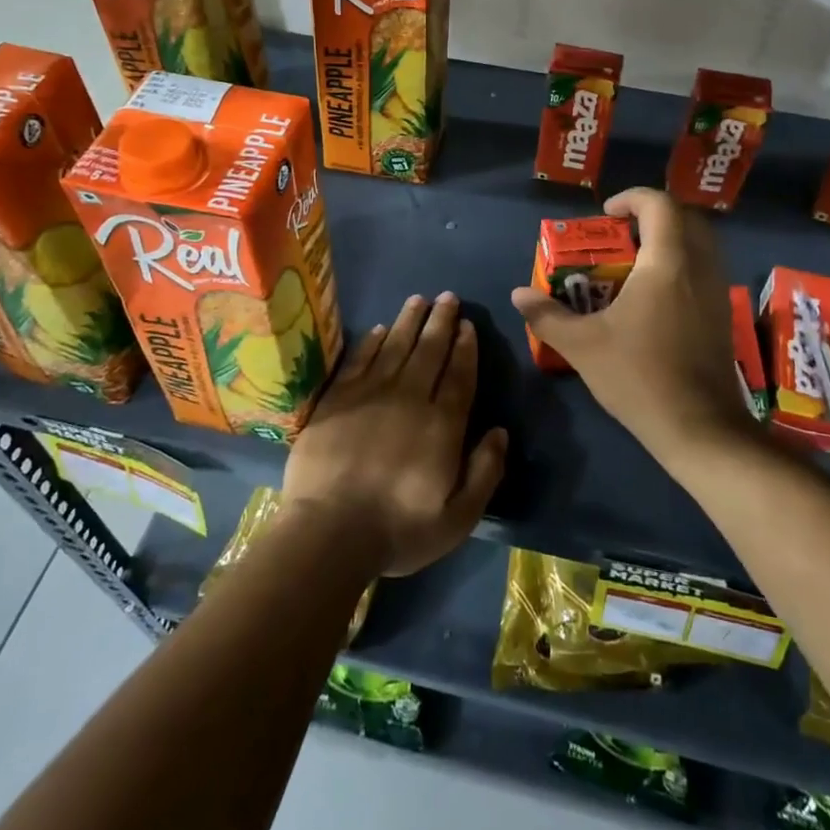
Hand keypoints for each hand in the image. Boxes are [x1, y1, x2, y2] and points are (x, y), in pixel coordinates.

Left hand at [281, 292, 507, 577]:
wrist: (329, 533)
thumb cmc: (398, 529)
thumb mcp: (458, 517)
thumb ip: (485, 472)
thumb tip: (500, 431)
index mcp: (442, 425)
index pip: (459, 375)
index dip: (465, 348)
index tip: (468, 325)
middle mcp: (410, 398)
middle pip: (429, 350)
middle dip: (441, 321)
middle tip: (447, 297)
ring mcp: (370, 394)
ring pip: (395, 346)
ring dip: (409, 321)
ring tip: (419, 299)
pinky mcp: (337, 399)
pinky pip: (359, 360)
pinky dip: (372, 342)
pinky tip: (381, 329)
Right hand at [511, 187, 753, 463]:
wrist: (698, 426)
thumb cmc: (639, 376)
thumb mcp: (582, 345)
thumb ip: (547, 315)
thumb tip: (518, 294)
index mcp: (667, 263)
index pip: (659, 205)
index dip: (632, 198)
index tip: (606, 214)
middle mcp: (699, 267)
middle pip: (685, 217)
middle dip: (652, 216)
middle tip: (620, 235)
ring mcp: (717, 291)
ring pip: (701, 243)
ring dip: (670, 240)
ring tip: (634, 264)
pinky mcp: (723, 314)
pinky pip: (705, 269)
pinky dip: (682, 264)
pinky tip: (654, 297)